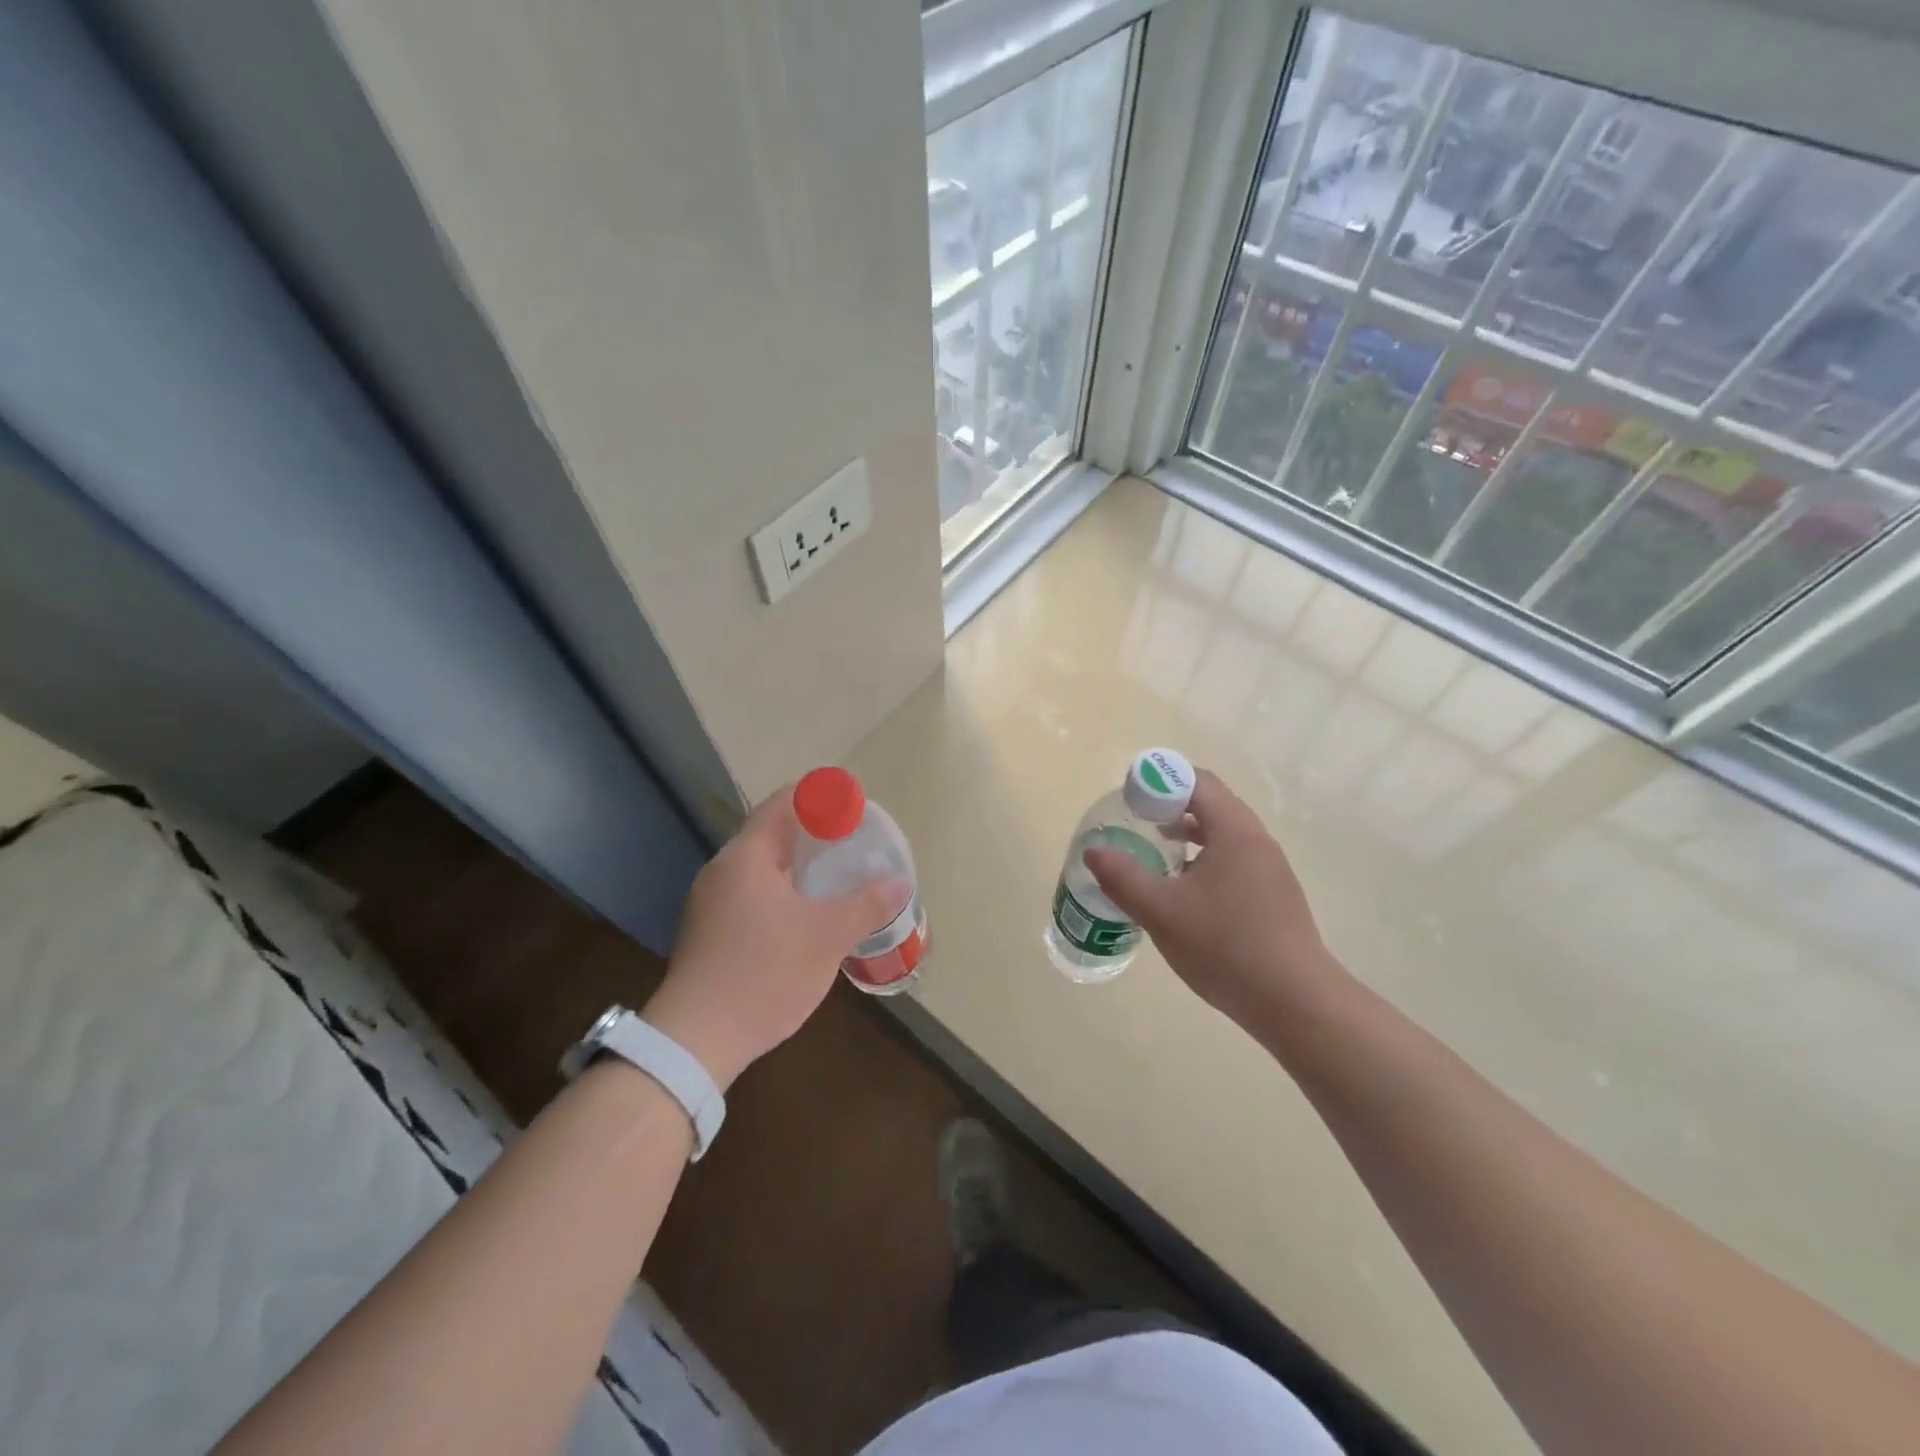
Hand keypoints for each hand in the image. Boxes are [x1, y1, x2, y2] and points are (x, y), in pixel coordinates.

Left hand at [642, 787, 899, 1088]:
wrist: (696, 1041)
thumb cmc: (764, 974)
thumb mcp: (827, 937)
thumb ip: (866, 904)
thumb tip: (898, 882)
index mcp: (746, 856)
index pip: (783, 802)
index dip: (821, 797)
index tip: (855, 807)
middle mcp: (722, 870)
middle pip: (772, 833)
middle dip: (815, 834)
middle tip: (854, 843)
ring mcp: (710, 902)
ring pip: (762, 868)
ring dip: (799, 867)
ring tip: (837, 879)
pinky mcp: (708, 932)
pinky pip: (752, 894)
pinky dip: (783, 893)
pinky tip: (806, 916)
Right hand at [1084, 769, 1341, 1029]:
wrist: (1295, 1002)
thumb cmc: (1225, 946)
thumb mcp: (1161, 911)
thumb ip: (1123, 877)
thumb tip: (1094, 851)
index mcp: (1234, 831)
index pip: (1196, 781)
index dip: (1158, 781)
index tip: (1128, 801)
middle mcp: (1256, 840)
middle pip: (1210, 803)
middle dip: (1169, 806)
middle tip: (1135, 824)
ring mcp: (1269, 869)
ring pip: (1222, 833)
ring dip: (1186, 834)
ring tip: (1154, 854)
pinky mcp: (1273, 895)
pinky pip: (1233, 859)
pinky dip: (1204, 859)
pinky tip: (1184, 892)